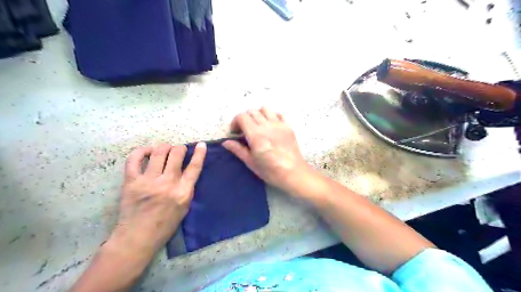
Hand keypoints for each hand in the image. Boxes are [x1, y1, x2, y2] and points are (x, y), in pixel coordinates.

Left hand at [108, 143, 205, 257]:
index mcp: (183, 192)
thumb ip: (187, 188)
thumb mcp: (185, 207)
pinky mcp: (131, 182)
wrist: (137, 238)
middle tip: (179, 150)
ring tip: (165, 149)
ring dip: (165, 147)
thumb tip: (187, 170)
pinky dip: (142, 151)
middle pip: (176, 154)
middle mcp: (167, 183)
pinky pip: (134, 159)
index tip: (201, 144)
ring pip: (159, 152)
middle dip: (180, 148)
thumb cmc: (165, 225)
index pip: (194, 167)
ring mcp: (148, 181)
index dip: (199, 153)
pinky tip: (147, 151)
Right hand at [223, 107, 307, 191]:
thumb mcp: (251, 162)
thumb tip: (225, 142)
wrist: (294, 173)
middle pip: (252, 111)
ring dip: (258, 114)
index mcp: (256, 135)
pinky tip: (270, 126)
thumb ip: (238, 150)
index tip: (235, 133)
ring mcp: (279, 124)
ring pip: (265, 109)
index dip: (235, 122)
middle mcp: (267, 126)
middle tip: (244, 131)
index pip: (242, 116)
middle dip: (244, 119)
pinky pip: (278, 114)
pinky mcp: (288, 126)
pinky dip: (271, 116)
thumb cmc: (271, 171)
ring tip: (257, 126)